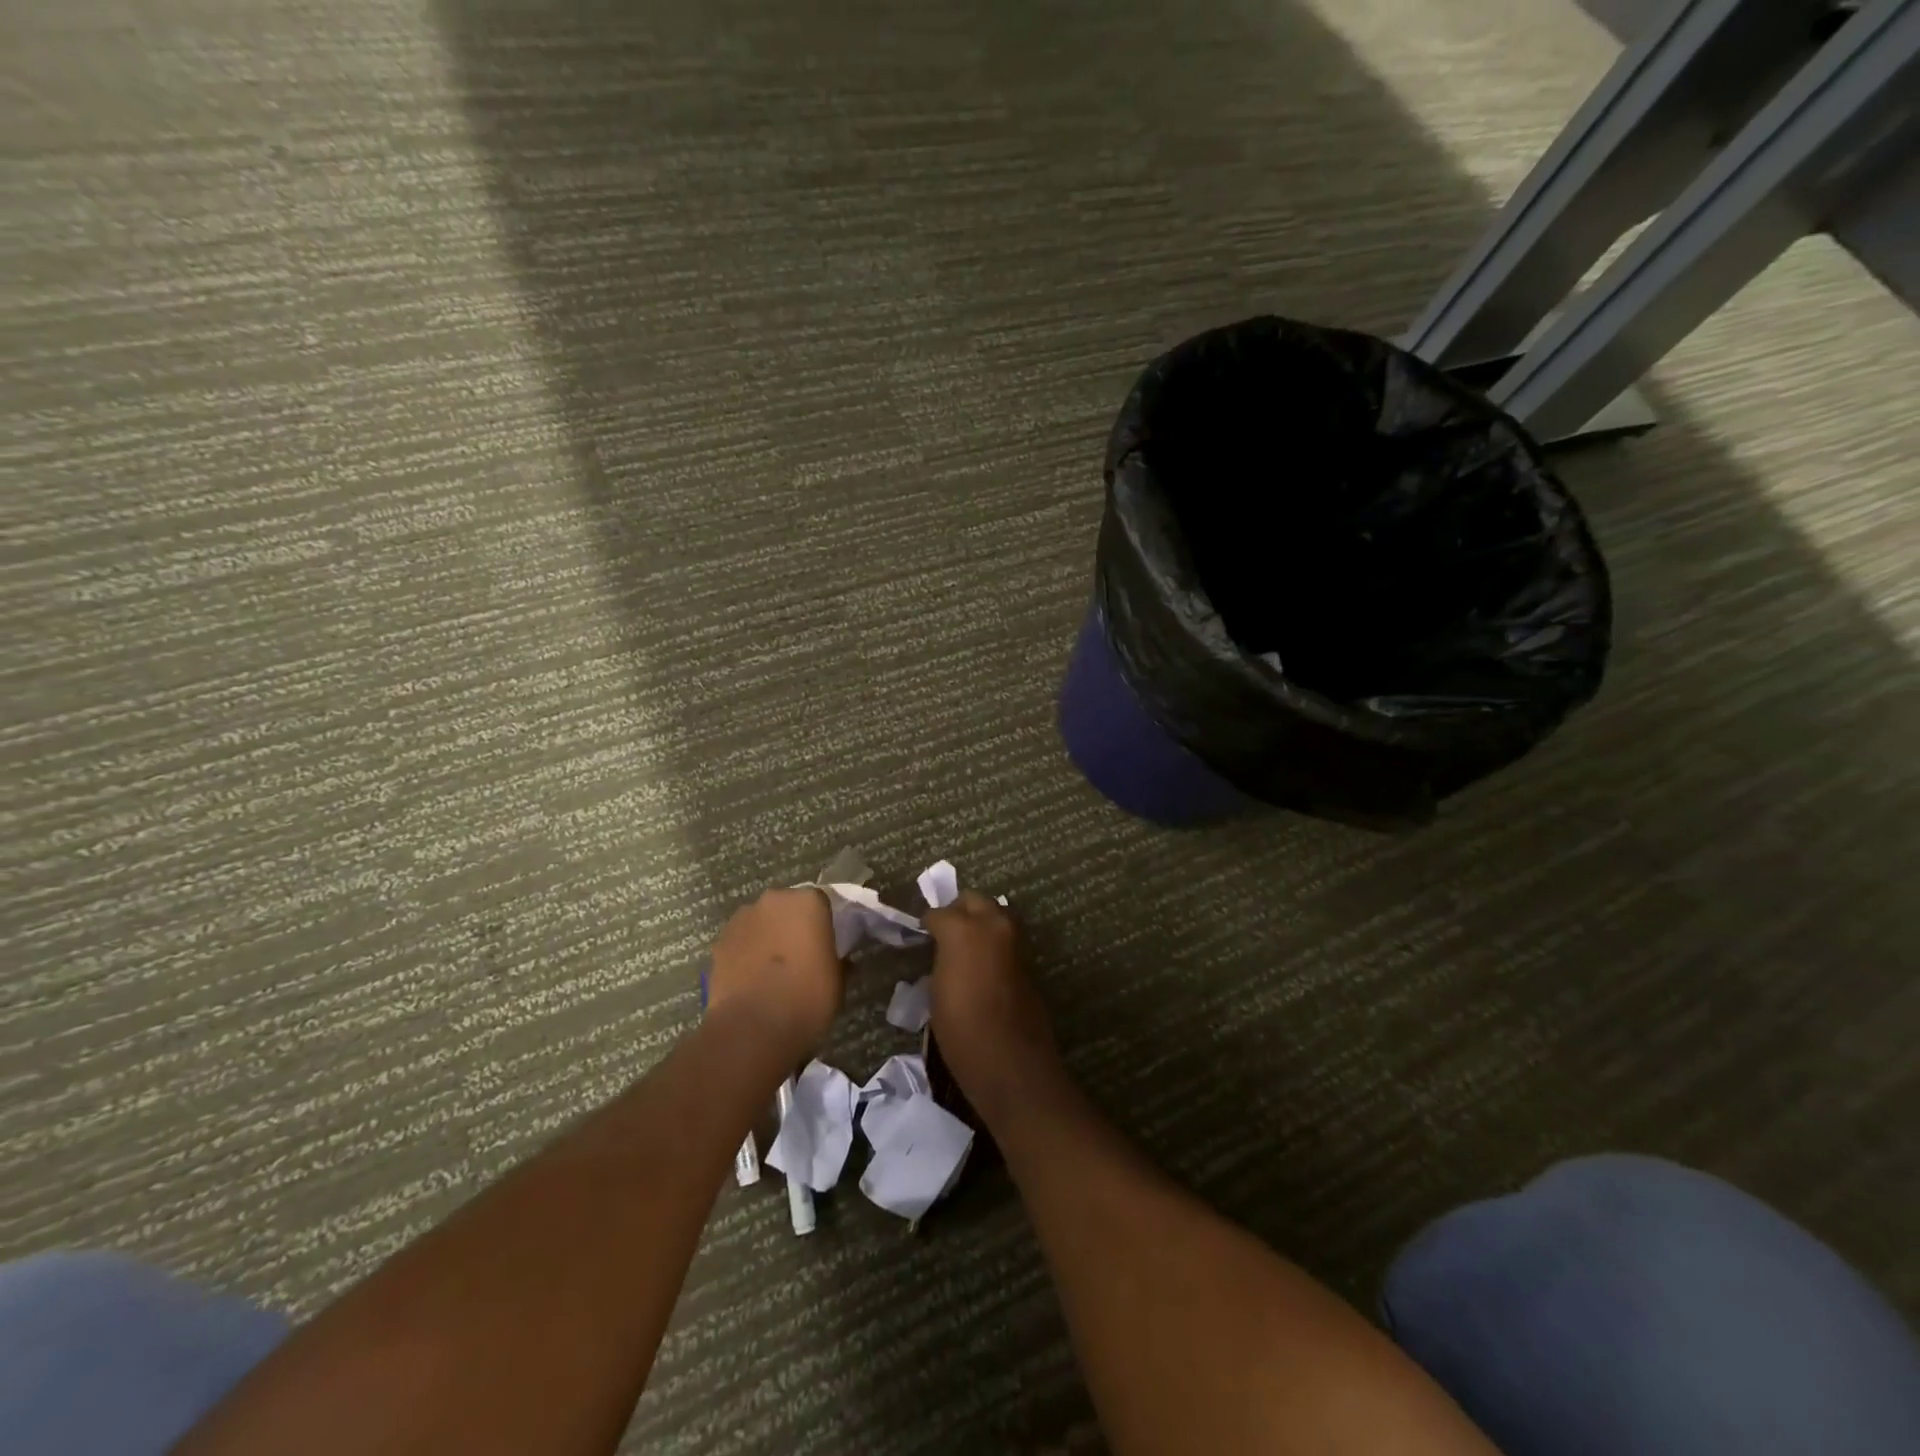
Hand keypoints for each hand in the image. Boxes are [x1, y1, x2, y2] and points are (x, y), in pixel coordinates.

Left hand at [707, 888, 843, 1058]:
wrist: (752, 1029)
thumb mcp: (838, 981)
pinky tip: (752, 979)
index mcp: (809, 902)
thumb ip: (839, 960)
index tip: (828, 945)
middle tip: (802, 955)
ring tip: (774, 970)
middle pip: (788, 908)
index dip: (825, 923)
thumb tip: (839, 960)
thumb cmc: (806, 999)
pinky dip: (747, 953)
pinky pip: (741, 941)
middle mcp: (774, 900)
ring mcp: (742, 918)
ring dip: (768, 937)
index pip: (822, 902)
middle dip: (794, 926)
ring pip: (761, 922)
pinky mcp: (719, 942)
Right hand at [924, 892, 1061, 1117]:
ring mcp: (1015, 940)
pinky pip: (1006, 938)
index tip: (922, 936)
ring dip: (980, 923)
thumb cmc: (961, 1030)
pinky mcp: (1029, 959)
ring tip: (963, 949)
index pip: (939, 913)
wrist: (1010, 1061)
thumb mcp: (936, 992)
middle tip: (944, 934)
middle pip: (973, 901)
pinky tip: (981, 965)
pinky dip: (994, 942)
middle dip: (958, 911)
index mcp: (963, 930)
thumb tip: (943, 951)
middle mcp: (993, 924)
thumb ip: (941, 958)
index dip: (928, 925)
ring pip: (995, 914)